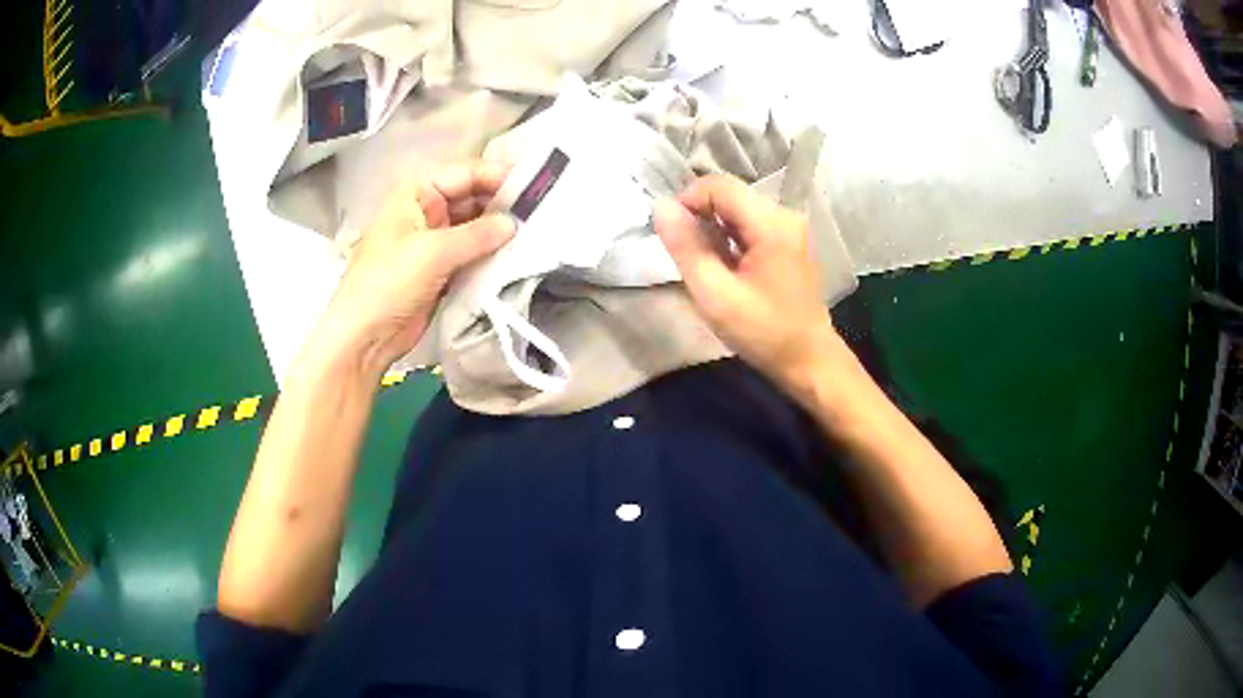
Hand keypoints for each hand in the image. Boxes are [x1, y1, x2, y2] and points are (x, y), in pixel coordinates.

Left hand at [311, 162, 515, 375]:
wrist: (364, 336)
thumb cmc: (388, 282)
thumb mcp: (432, 252)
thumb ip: (477, 235)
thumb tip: (515, 224)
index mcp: (418, 194)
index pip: (466, 174)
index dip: (498, 177)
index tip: (535, 186)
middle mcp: (428, 211)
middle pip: (473, 198)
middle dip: (503, 205)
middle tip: (543, 213)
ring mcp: (436, 242)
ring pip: (476, 227)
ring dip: (500, 232)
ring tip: (536, 234)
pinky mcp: (443, 270)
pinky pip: (473, 254)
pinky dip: (492, 255)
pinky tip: (517, 257)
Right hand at [654, 175, 841, 387]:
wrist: (808, 360)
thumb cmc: (764, 332)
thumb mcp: (716, 295)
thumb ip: (686, 247)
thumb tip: (660, 206)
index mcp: (771, 223)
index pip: (718, 186)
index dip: (687, 201)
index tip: (672, 236)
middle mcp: (783, 215)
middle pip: (728, 195)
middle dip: (699, 217)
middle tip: (685, 256)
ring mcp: (787, 228)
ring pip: (736, 210)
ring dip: (712, 229)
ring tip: (703, 266)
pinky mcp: (786, 242)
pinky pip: (747, 225)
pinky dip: (728, 239)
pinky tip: (722, 269)